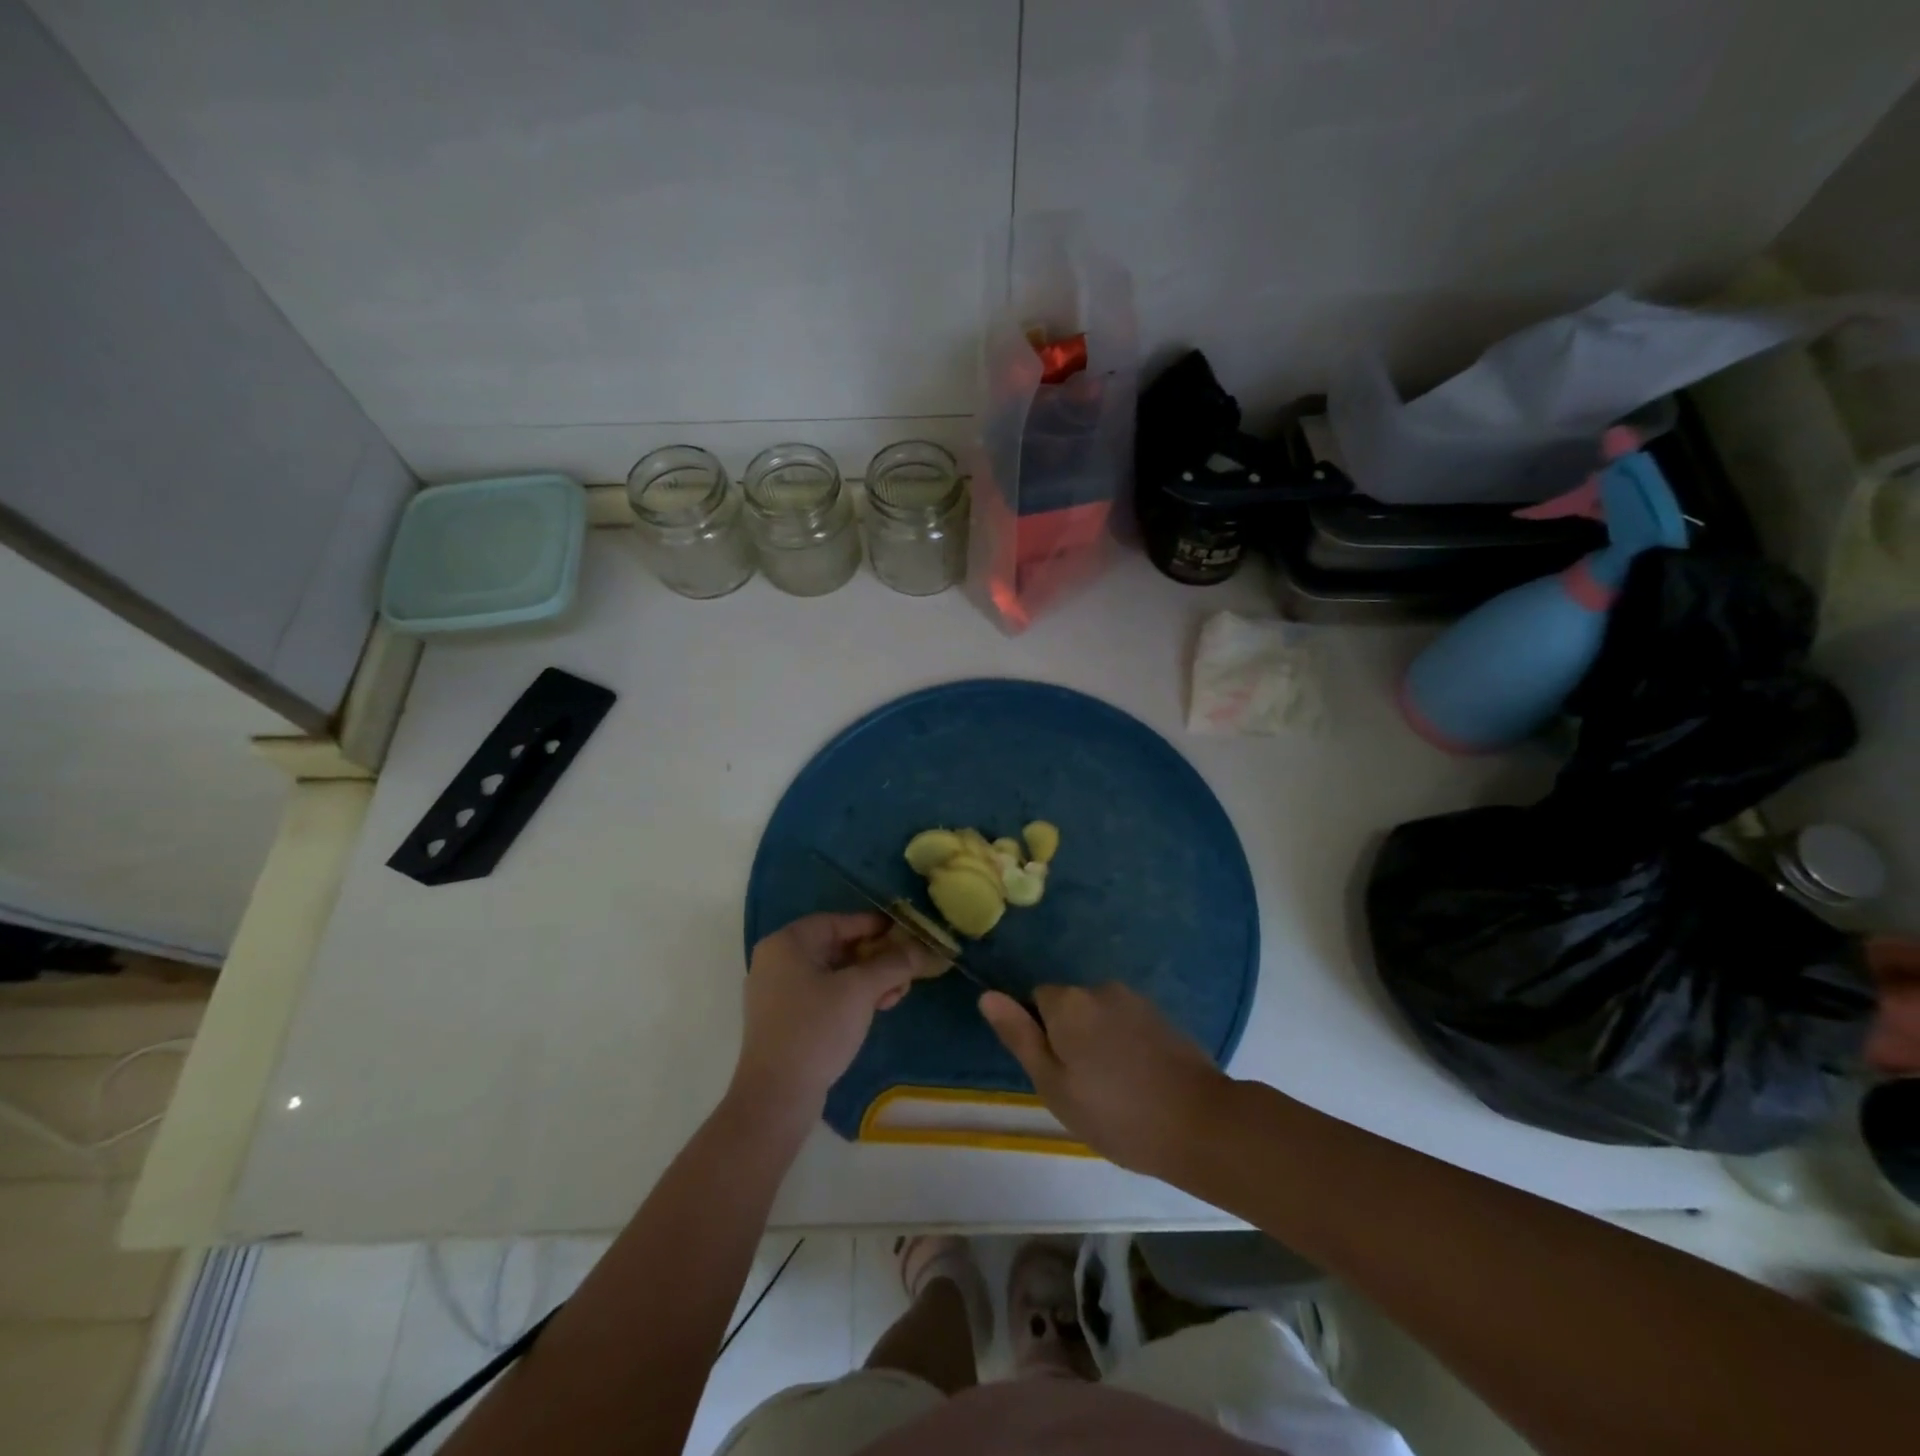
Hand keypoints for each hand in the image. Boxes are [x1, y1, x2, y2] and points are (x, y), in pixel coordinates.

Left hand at [733, 912, 945, 1113]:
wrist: (776, 1096)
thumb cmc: (816, 1029)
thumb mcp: (860, 991)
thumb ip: (892, 964)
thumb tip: (921, 948)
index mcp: (787, 943)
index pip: (838, 922)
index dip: (874, 926)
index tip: (905, 933)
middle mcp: (777, 961)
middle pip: (836, 947)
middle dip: (875, 958)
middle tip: (905, 970)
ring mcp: (777, 992)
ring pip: (832, 973)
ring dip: (867, 980)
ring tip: (896, 995)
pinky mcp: (784, 1020)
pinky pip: (822, 995)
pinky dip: (849, 998)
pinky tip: (875, 1010)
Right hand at [980, 983, 1232, 1177]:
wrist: (1201, 1124)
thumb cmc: (1116, 1113)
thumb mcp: (1054, 1085)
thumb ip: (1020, 1036)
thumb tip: (987, 995)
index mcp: (1069, 1002)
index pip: (1036, 999)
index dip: (1041, 1034)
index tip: (1056, 1072)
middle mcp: (1101, 989)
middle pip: (1070, 1006)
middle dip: (1070, 1035)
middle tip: (1084, 1087)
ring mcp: (1137, 1000)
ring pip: (1100, 1016)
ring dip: (1099, 1040)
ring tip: (1116, 1089)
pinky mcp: (1163, 1017)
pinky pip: (1128, 1023)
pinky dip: (1126, 1045)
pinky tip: (1140, 1081)